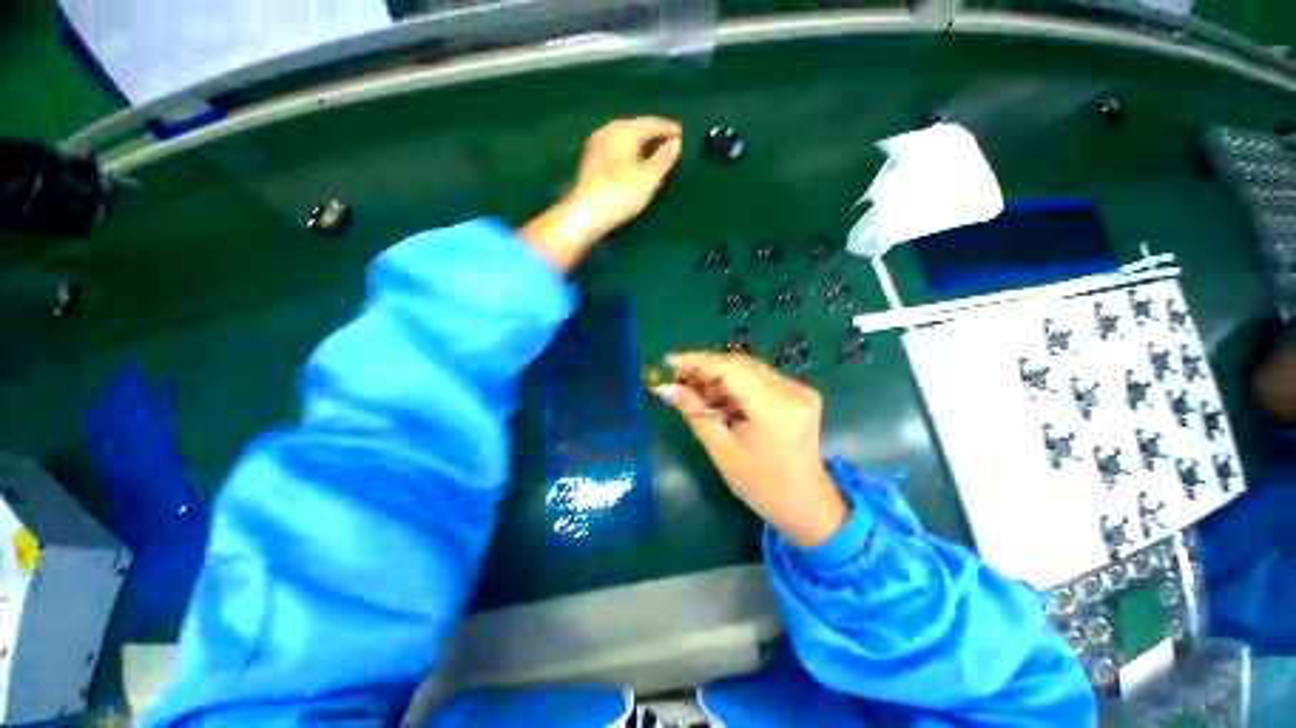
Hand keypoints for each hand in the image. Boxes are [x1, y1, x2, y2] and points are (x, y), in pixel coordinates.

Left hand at [521, 117, 681, 272]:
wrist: (586, 214)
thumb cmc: (621, 194)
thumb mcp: (649, 178)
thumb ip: (664, 158)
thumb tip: (676, 143)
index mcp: (624, 129)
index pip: (652, 123)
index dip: (669, 129)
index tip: (683, 136)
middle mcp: (608, 130)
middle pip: (637, 128)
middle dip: (655, 137)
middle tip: (671, 146)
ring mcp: (596, 145)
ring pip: (625, 139)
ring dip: (642, 146)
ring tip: (656, 157)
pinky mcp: (590, 161)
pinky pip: (616, 150)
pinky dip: (629, 154)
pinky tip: (635, 165)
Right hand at [654, 351, 849, 548]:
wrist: (805, 504)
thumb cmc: (760, 485)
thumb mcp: (721, 449)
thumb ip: (694, 412)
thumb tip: (664, 388)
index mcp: (775, 408)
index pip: (731, 370)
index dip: (697, 362)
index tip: (669, 361)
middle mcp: (792, 390)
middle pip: (739, 365)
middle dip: (705, 368)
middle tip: (676, 376)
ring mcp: (798, 390)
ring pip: (747, 370)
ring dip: (718, 377)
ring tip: (692, 389)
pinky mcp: (798, 393)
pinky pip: (757, 379)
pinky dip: (734, 385)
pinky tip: (715, 396)